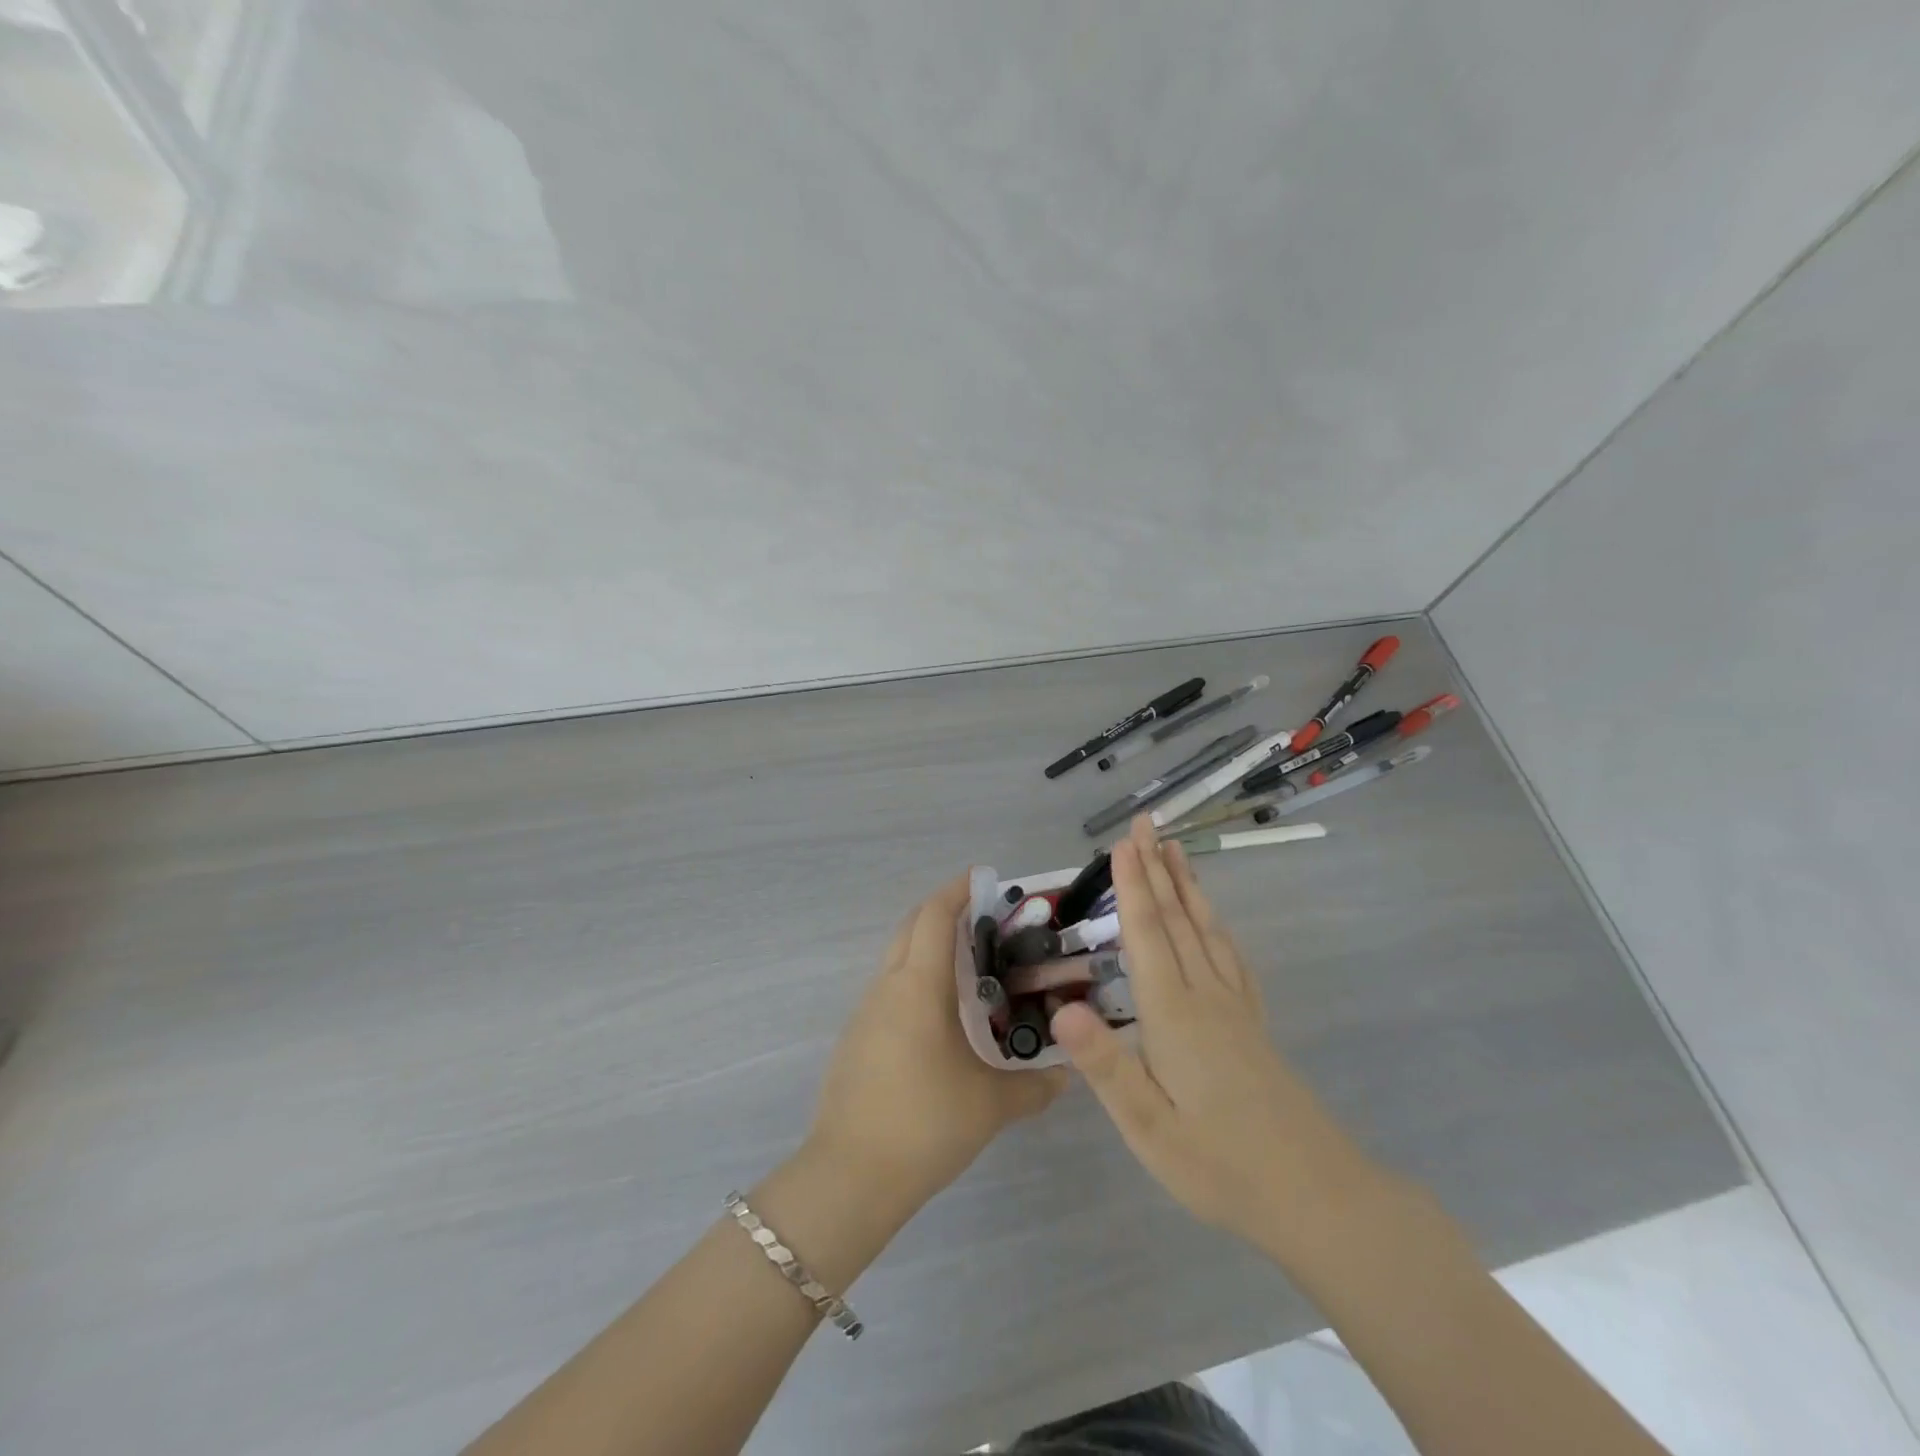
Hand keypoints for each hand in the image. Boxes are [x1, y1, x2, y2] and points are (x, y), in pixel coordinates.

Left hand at [809, 875, 1065, 1214]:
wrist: (850, 1175)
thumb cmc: (925, 1123)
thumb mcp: (990, 1106)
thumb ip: (1034, 1087)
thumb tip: (1067, 1076)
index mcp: (919, 986)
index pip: (935, 916)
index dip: (957, 890)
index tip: (983, 878)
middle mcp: (888, 987)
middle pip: (911, 927)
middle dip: (942, 911)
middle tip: (983, 917)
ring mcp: (865, 1012)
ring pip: (896, 958)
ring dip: (927, 947)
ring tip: (969, 966)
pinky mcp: (855, 1038)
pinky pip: (888, 989)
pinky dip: (914, 979)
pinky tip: (939, 1015)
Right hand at [1049, 816, 1384, 1261]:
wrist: (1318, 1197)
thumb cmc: (1222, 1166)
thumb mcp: (1150, 1128)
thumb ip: (1106, 1067)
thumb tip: (1061, 1009)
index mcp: (1174, 1014)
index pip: (1147, 935)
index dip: (1132, 887)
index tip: (1122, 843)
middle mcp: (1206, 996)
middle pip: (1177, 919)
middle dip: (1157, 869)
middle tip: (1145, 824)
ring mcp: (1235, 1008)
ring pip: (1206, 930)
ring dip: (1187, 886)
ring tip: (1176, 850)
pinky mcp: (1253, 1024)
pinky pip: (1230, 956)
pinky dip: (1215, 924)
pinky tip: (1213, 921)